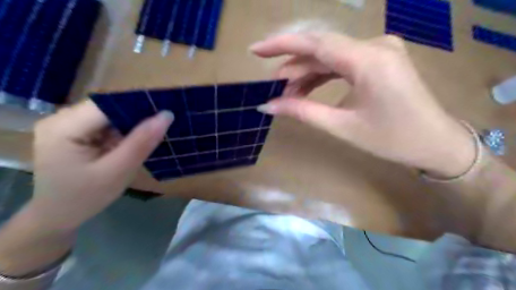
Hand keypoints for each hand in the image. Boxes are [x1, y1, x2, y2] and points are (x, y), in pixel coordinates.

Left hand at [27, 100, 172, 229]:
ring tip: (151, 135)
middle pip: (109, 108)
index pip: (109, 104)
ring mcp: (66, 124)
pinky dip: (123, 131)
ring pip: (110, 115)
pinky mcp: (74, 131)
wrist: (58, 216)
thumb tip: (166, 115)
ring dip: (131, 124)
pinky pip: (106, 124)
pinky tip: (134, 142)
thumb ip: (142, 142)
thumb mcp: (118, 171)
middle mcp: (61, 118)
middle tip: (162, 127)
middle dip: (137, 117)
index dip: (139, 105)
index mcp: (64, 127)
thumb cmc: (85, 198)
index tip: (166, 113)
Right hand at [251, 32, 474, 176]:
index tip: (255, 51)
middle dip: (292, 66)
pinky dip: (322, 75)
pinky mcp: (379, 59)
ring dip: (306, 73)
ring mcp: (379, 50)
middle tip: (271, 85)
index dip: (281, 45)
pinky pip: (343, 62)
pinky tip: (307, 88)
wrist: (436, 143)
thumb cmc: (392, 140)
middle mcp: (375, 45)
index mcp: (368, 60)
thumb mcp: (342, 126)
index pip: (315, 43)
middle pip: (321, 49)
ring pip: (331, 56)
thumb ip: (302, 111)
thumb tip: (268, 106)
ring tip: (286, 92)